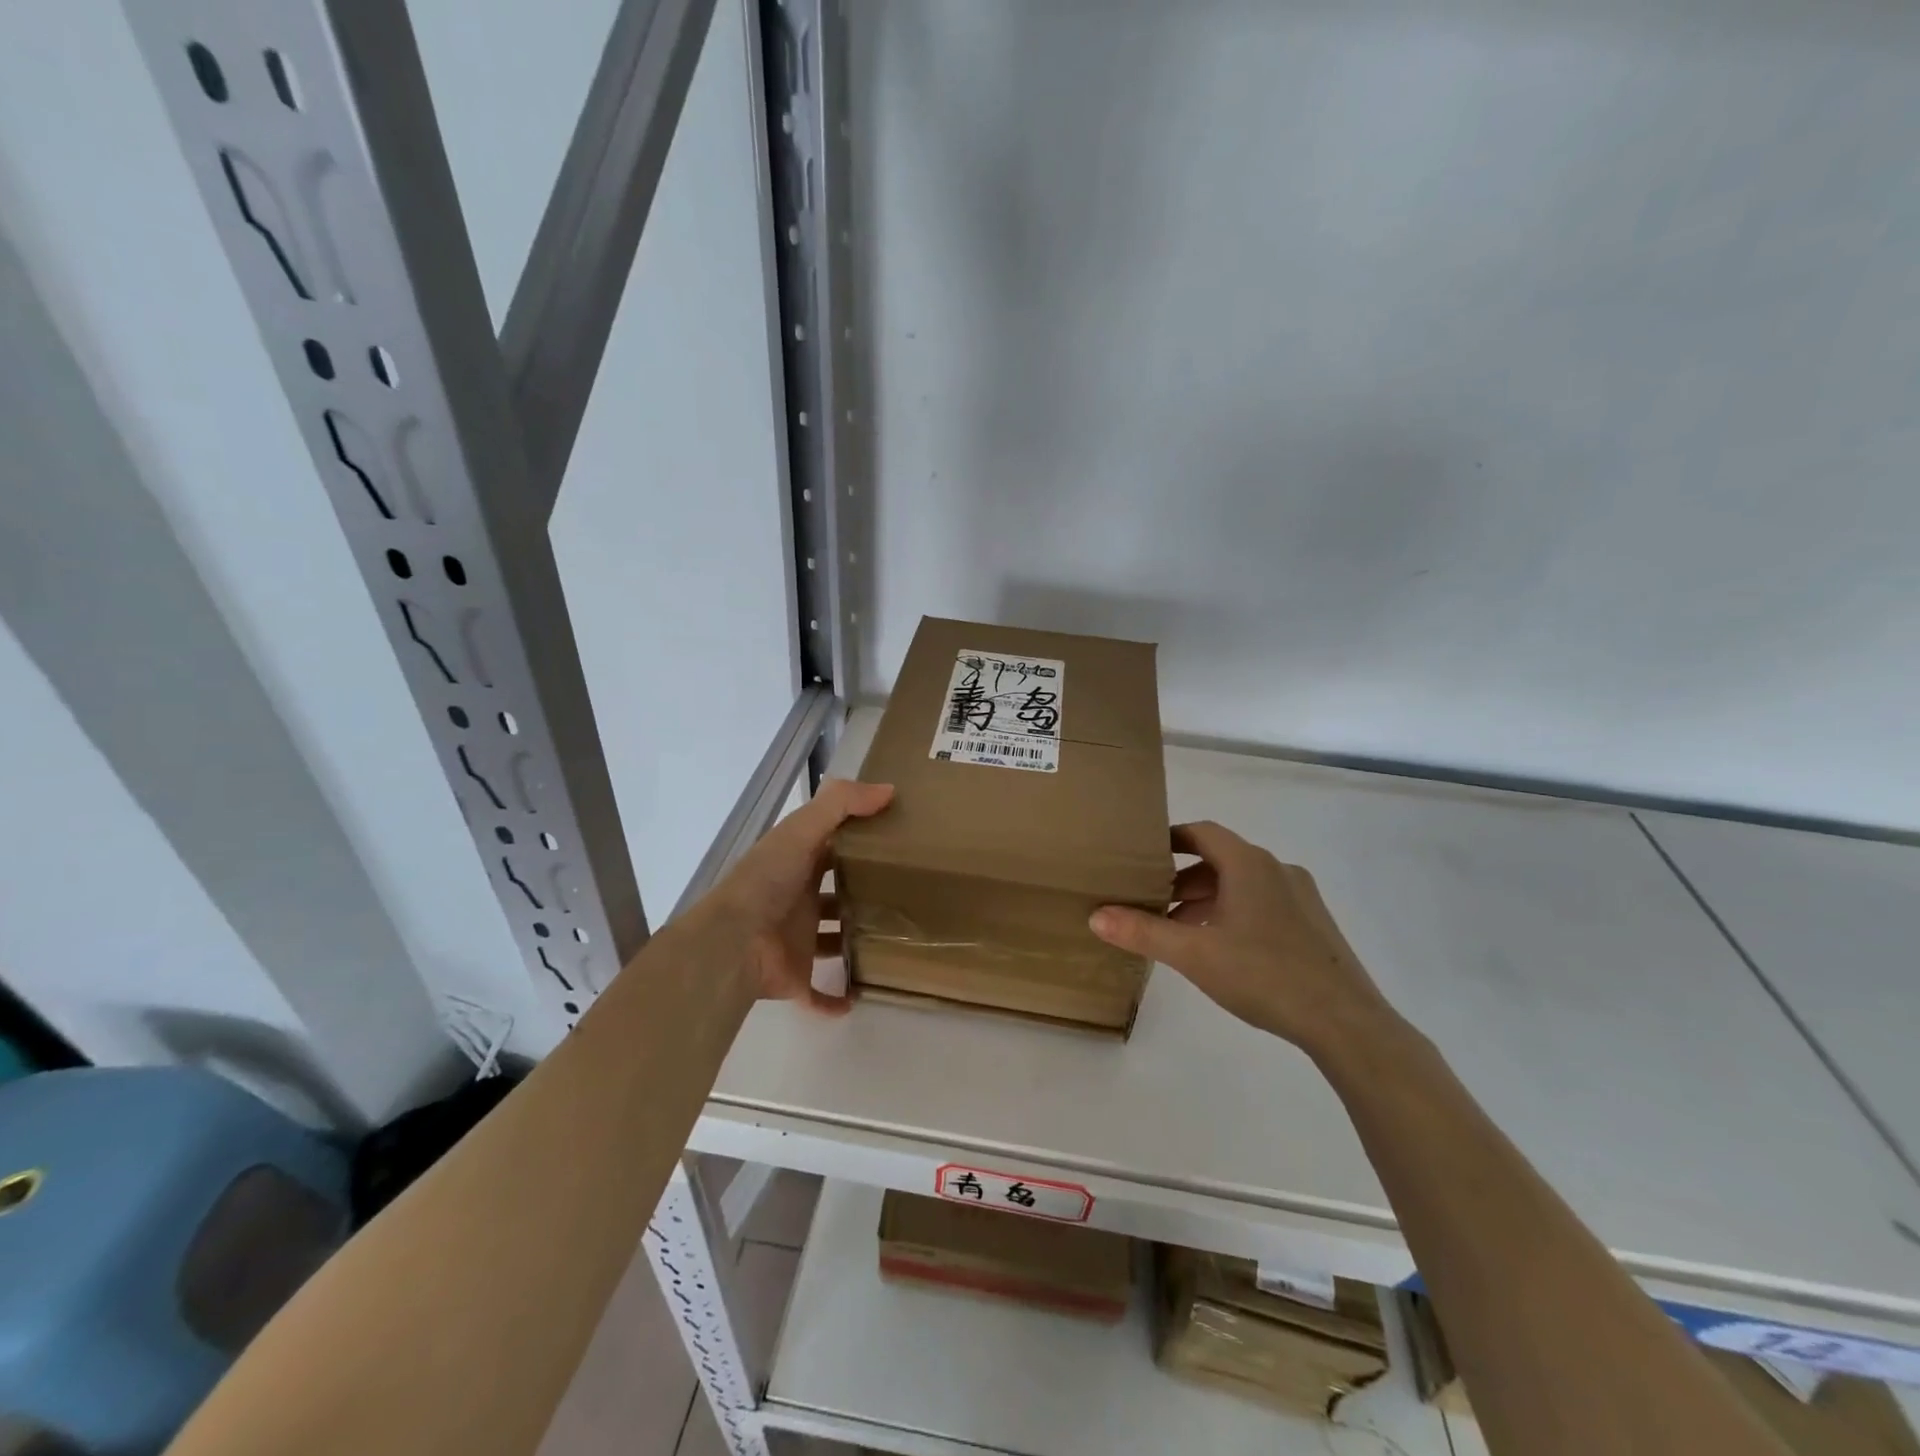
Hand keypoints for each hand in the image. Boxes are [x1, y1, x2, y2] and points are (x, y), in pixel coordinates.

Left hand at [708, 777, 893, 1014]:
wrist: (732, 944)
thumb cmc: (767, 882)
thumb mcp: (801, 831)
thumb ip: (840, 804)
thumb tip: (889, 789)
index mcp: (797, 864)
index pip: (831, 848)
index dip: (858, 841)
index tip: (896, 839)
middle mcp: (797, 900)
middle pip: (834, 894)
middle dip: (861, 892)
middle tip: (906, 893)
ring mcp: (796, 941)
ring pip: (831, 940)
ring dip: (853, 941)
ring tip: (895, 940)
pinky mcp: (796, 978)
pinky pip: (819, 992)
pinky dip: (836, 998)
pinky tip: (862, 996)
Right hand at [1088, 821, 1395, 1054]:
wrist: (1346, 1022)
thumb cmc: (1264, 975)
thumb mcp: (1194, 954)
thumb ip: (1143, 932)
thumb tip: (1096, 915)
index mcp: (1249, 864)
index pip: (1202, 833)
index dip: (1170, 839)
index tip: (1143, 854)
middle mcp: (1277, 869)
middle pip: (1220, 860)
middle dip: (1183, 878)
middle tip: (1153, 901)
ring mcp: (1301, 897)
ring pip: (1242, 884)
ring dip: (1208, 899)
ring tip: (1180, 930)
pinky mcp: (1314, 924)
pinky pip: (1264, 903)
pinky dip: (1234, 913)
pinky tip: (1222, 949)